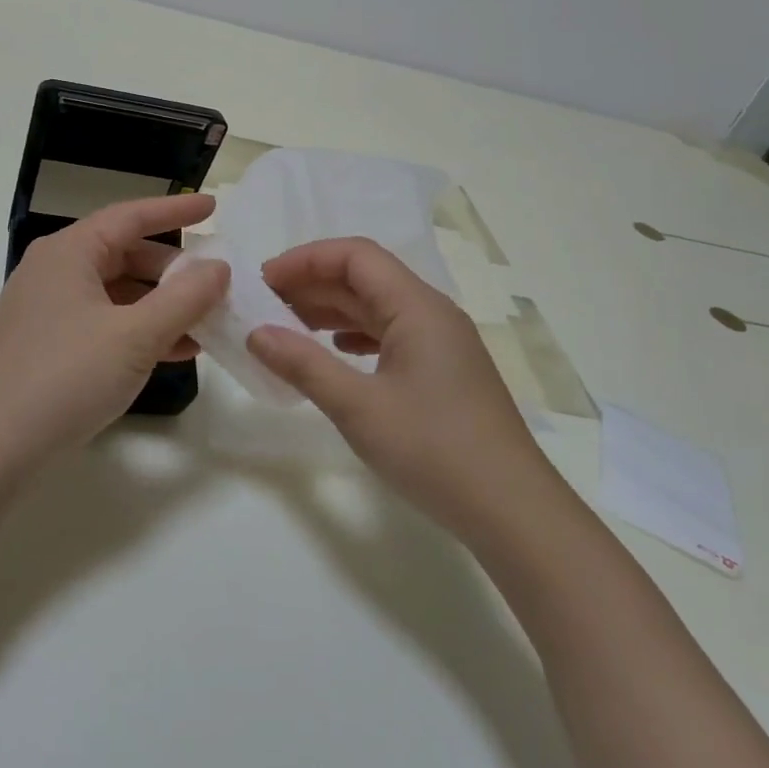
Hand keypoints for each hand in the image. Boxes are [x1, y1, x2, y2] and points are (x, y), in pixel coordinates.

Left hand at [0, 194, 230, 469]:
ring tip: (204, 323)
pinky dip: (137, 329)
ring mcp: (47, 308)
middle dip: (172, 270)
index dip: (175, 210)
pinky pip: (102, 321)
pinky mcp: (46, 343)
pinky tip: (173, 351)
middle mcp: (54, 270)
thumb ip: (184, 298)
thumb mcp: (136, 336)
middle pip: (124, 254)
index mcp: (69, 252)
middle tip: (214, 283)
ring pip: (116, 292)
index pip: (130, 217)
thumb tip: (218, 268)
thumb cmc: (67, 376)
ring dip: (160, 304)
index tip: (212, 206)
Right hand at [245, 237, 545, 530]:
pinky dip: (354, 336)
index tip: (264, 282)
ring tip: (288, 328)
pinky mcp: (443, 371)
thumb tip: (256, 333)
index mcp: (417, 307)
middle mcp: (432, 314)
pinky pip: (390, 334)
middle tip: (265, 306)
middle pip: (366, 277)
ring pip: (377, 307)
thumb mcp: (359, 407)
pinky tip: (334, 354)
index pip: (356, 256)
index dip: (306, 259)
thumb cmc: (434, 450)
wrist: (512, 511)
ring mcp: (441, 343)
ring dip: (331, 310)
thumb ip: (304, 365)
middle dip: (313, 284)